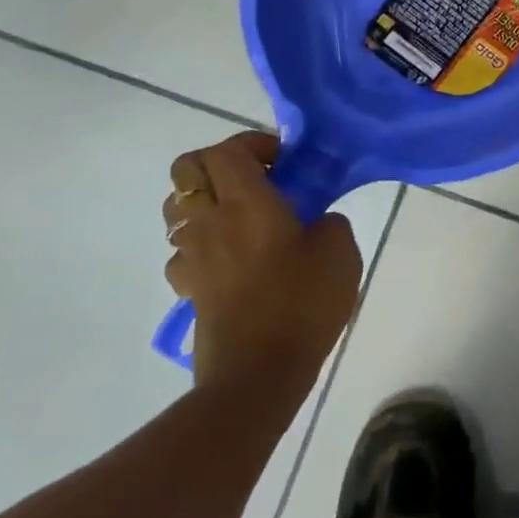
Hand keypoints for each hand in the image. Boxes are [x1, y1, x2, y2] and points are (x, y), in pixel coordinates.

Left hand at [163, 132, 361, 388]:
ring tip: (242, 217)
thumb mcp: (341, 252)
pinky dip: (202, 243)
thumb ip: (330, 222)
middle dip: (218, 163)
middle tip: (255, 179)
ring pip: (177, 208)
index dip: (253, 143)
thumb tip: (317, 221)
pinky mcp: (188, 288)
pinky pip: (183, 250)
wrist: (258, 374)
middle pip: (186, 169)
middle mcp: (210, 221)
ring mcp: (192, 256)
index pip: (227, 150)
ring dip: (205, 201)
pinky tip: (233, 259)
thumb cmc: (302, 304)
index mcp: (247, 203)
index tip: (284, 161)